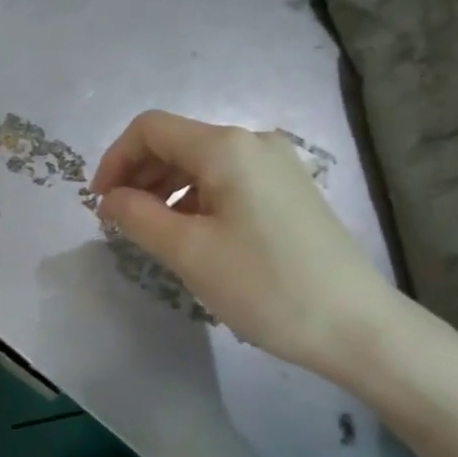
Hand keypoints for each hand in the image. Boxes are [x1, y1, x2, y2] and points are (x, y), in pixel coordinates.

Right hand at [91, 111, 409, 382]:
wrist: (357, 327)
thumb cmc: (265, 285)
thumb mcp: (188, 251)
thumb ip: (138, 216)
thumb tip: (110, 199)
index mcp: (226, 147)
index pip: (150, 129)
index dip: (115, 159)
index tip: (99, 203)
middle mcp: (253, 143)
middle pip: (176, 143)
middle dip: (138, 175)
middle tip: (118, 221)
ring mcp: (277, 166)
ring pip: (202, 164)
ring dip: (165, 189)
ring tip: (151, 233)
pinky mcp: (290, 192)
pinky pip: (228, 181)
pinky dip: (196, 199)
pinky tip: (191, 235)